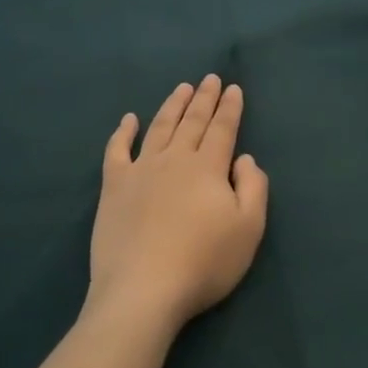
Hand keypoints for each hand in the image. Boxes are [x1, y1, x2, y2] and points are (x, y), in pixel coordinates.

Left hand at [86, 76, 269, 333]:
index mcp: (208, 167)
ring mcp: (140, 170)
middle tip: (209, 78)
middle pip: (191, 121)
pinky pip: (117, 150)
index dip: (229, 108)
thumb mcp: (248, 229)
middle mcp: (174, 159)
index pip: (222, 129)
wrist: (143, 289)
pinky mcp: (113, 186)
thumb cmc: (203, 262)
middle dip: (203, 98)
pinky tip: (128, 119)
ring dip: (172, 106)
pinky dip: (123, 132)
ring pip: (159, 128)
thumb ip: (253, 188)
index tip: (233, 88)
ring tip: (181, 89)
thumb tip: (244, 158)